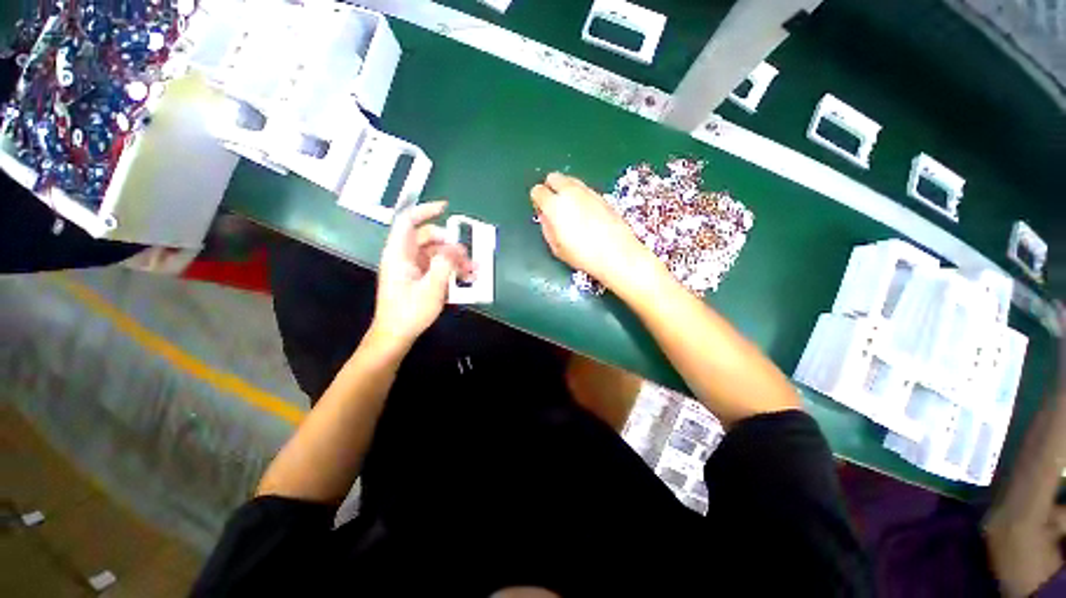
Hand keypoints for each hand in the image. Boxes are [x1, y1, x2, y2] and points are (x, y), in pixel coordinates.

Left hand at [370, 201, 473, 348]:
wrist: (396, 334)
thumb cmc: (410, 311)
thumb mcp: (431, 287)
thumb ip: (445, 264)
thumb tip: (456, 248)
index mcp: (399, 253)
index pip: (408, 221)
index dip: (426, 210)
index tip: (446, 208)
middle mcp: (404, 256)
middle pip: (428, 238)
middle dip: (450, 244)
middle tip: (467, 255)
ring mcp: (411, 268)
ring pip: (435, 253)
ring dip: (454, 259)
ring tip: (472, 271)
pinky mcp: (417, 278)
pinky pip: (436, 266)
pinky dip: (450, 269)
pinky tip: (465, 278)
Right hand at [530, 173, 652, 289]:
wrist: (616, 253)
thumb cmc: (582, 255)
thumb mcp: (556, 247)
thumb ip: (547, 228)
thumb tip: (546, 217)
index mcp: (555, 205)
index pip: (538, 191)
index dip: (537, 200)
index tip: (541, 210)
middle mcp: (570, 192)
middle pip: (554, 177)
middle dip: (551, 187)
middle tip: (554, 205)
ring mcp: (588, 191)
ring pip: (570, 180)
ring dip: (566, 190)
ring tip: (571, 210)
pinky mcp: (602, 195)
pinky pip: (585, 189)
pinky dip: (580, 195)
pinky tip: (586, 212)